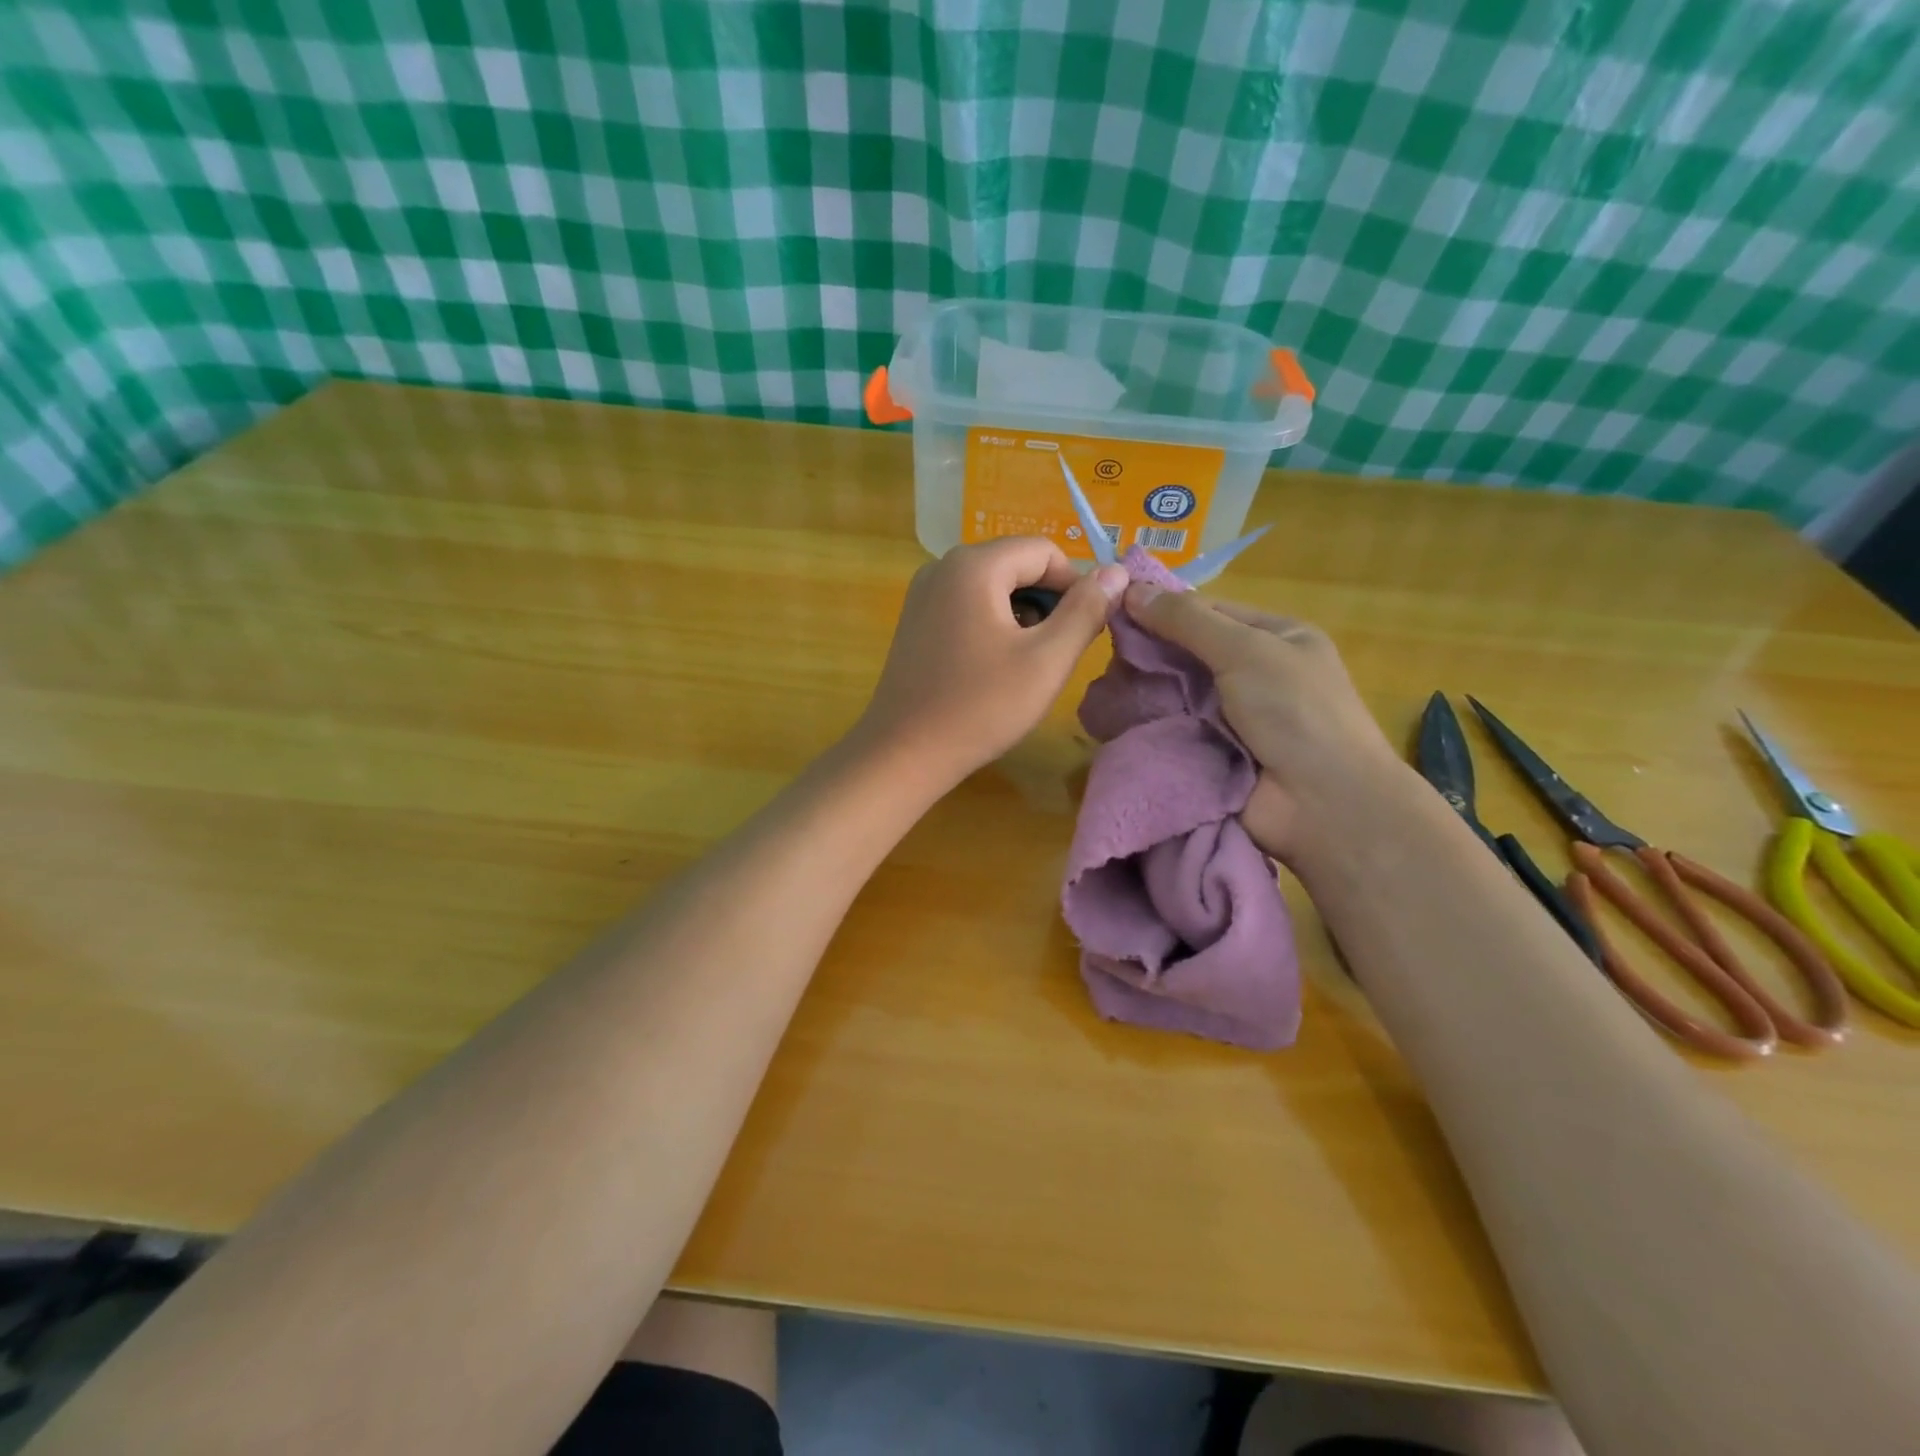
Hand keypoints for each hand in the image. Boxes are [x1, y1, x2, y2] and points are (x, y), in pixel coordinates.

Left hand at [855, 537, 1128, 786]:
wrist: (904, 752)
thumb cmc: (980, 707)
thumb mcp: (1046, 660)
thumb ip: (1086, 611)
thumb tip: (1116, 572)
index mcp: (974, 565)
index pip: (1044, 551)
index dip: (1074, 586)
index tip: (1083, 630)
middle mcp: (943, 566)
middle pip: (1016, 564)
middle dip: (1046, 602)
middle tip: (1055, 653)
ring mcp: (923, 593)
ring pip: (993, 586)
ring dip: (1021, 615)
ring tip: (1025, 664)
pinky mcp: (916, 619)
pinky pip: (968, 604)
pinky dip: (992, 624)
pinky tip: (993, 666)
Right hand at [1122, 583, 1405, 863]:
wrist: (1321, 804)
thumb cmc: (1295, 712)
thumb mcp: (1246, 651)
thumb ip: (1187, 621)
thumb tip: (1131, 589)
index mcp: (1274, 638)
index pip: (1208, 611)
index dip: (1163, 608)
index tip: (1112, 608)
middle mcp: (1252, 674)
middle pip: (1187, 653)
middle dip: (1148, 653)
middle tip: (1100, 652)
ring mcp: (1231, 718)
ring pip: (1174, 693)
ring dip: (1143, 691)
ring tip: (1099, 687)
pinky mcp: (1211, 754)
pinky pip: (1172, 729)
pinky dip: (1146, 725)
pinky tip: (1109, 718)